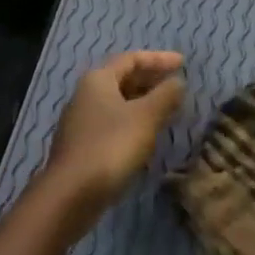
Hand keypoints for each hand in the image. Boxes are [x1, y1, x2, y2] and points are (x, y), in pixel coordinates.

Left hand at [41, 50, 185, 225]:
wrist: (71, 195)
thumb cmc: (111, 146)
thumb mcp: (146, 117)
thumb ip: (165, 96)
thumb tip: (178, 81)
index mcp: (98, 80)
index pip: (132, 59)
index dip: (159, 59)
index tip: (183, 63)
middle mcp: (86, 95)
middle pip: (123, 79)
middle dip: (151, 80)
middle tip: (177, 86)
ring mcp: (82, 122)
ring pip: (118, 103)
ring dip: (144, 103)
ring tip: (168, 110)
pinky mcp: (83, 146)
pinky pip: (113, 124)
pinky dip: (134, 123)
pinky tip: (148, 136)